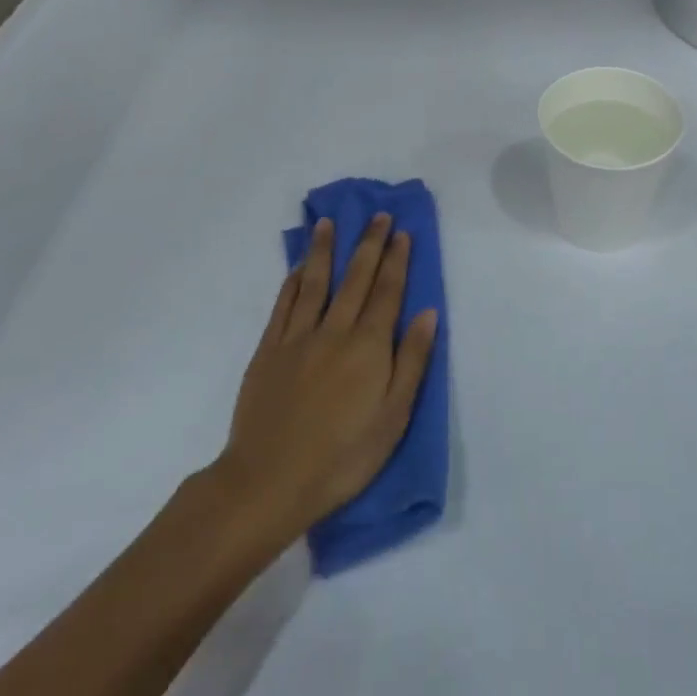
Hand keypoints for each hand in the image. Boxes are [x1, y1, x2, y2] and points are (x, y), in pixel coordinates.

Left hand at [218, 215, 438, 543]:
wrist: (270, 480)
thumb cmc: (343, 456)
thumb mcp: (394, 417)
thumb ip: (412, 361)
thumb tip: (428, 313)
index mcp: (369, 346)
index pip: (387, 292)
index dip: (396, 260)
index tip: (402, 232)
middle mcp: (335, 331)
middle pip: (355, 278)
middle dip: (369, 244)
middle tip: (377, 215)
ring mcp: (297, 338)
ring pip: (314, 282)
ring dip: (324, 250)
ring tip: (329, 223)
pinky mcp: (268, 351)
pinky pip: (283, 306)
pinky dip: (292, 282)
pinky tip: (297, 268)